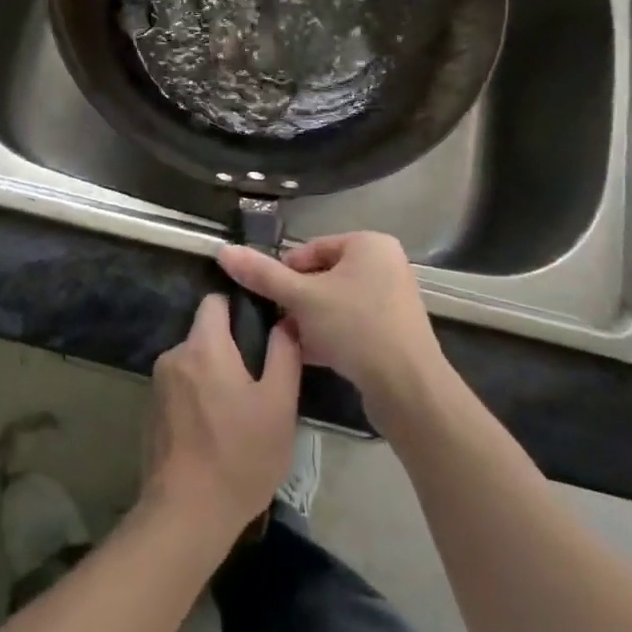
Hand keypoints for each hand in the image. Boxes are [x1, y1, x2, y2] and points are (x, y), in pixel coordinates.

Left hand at [144, 294, 300, 543]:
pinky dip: (196, 399)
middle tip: (257, 382)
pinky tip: (214, 431)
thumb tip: (286, 320)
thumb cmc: (240, 455)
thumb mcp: (279, 405)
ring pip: (193, 364)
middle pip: (204, 335)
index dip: (238, 309)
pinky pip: (180, 389)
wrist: (186, 514)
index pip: (215, 302)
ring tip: (238, 411)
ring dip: (212, 376)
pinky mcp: (150, 413)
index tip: (260, 330)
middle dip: (229, 350)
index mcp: (203, 346)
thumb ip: (284, 354)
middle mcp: (173, 356)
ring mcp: (157, 385)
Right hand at [219, 232, 447, 414]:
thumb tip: (223, 250)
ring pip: (336, 303)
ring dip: (311, 320)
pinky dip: (331, 336)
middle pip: (324, 276)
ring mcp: (393, 299)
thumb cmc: (355, 327)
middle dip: (298, 300)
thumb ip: (262, 274)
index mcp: (369, 244)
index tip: (271, 298)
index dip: (286, 272)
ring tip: (291, 340)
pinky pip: (352, 324)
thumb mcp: (302, 297)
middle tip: (280, 321)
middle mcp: (385, 265)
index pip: (312, 248)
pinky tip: (309, 355)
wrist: (407, 387)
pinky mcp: (394, 332)